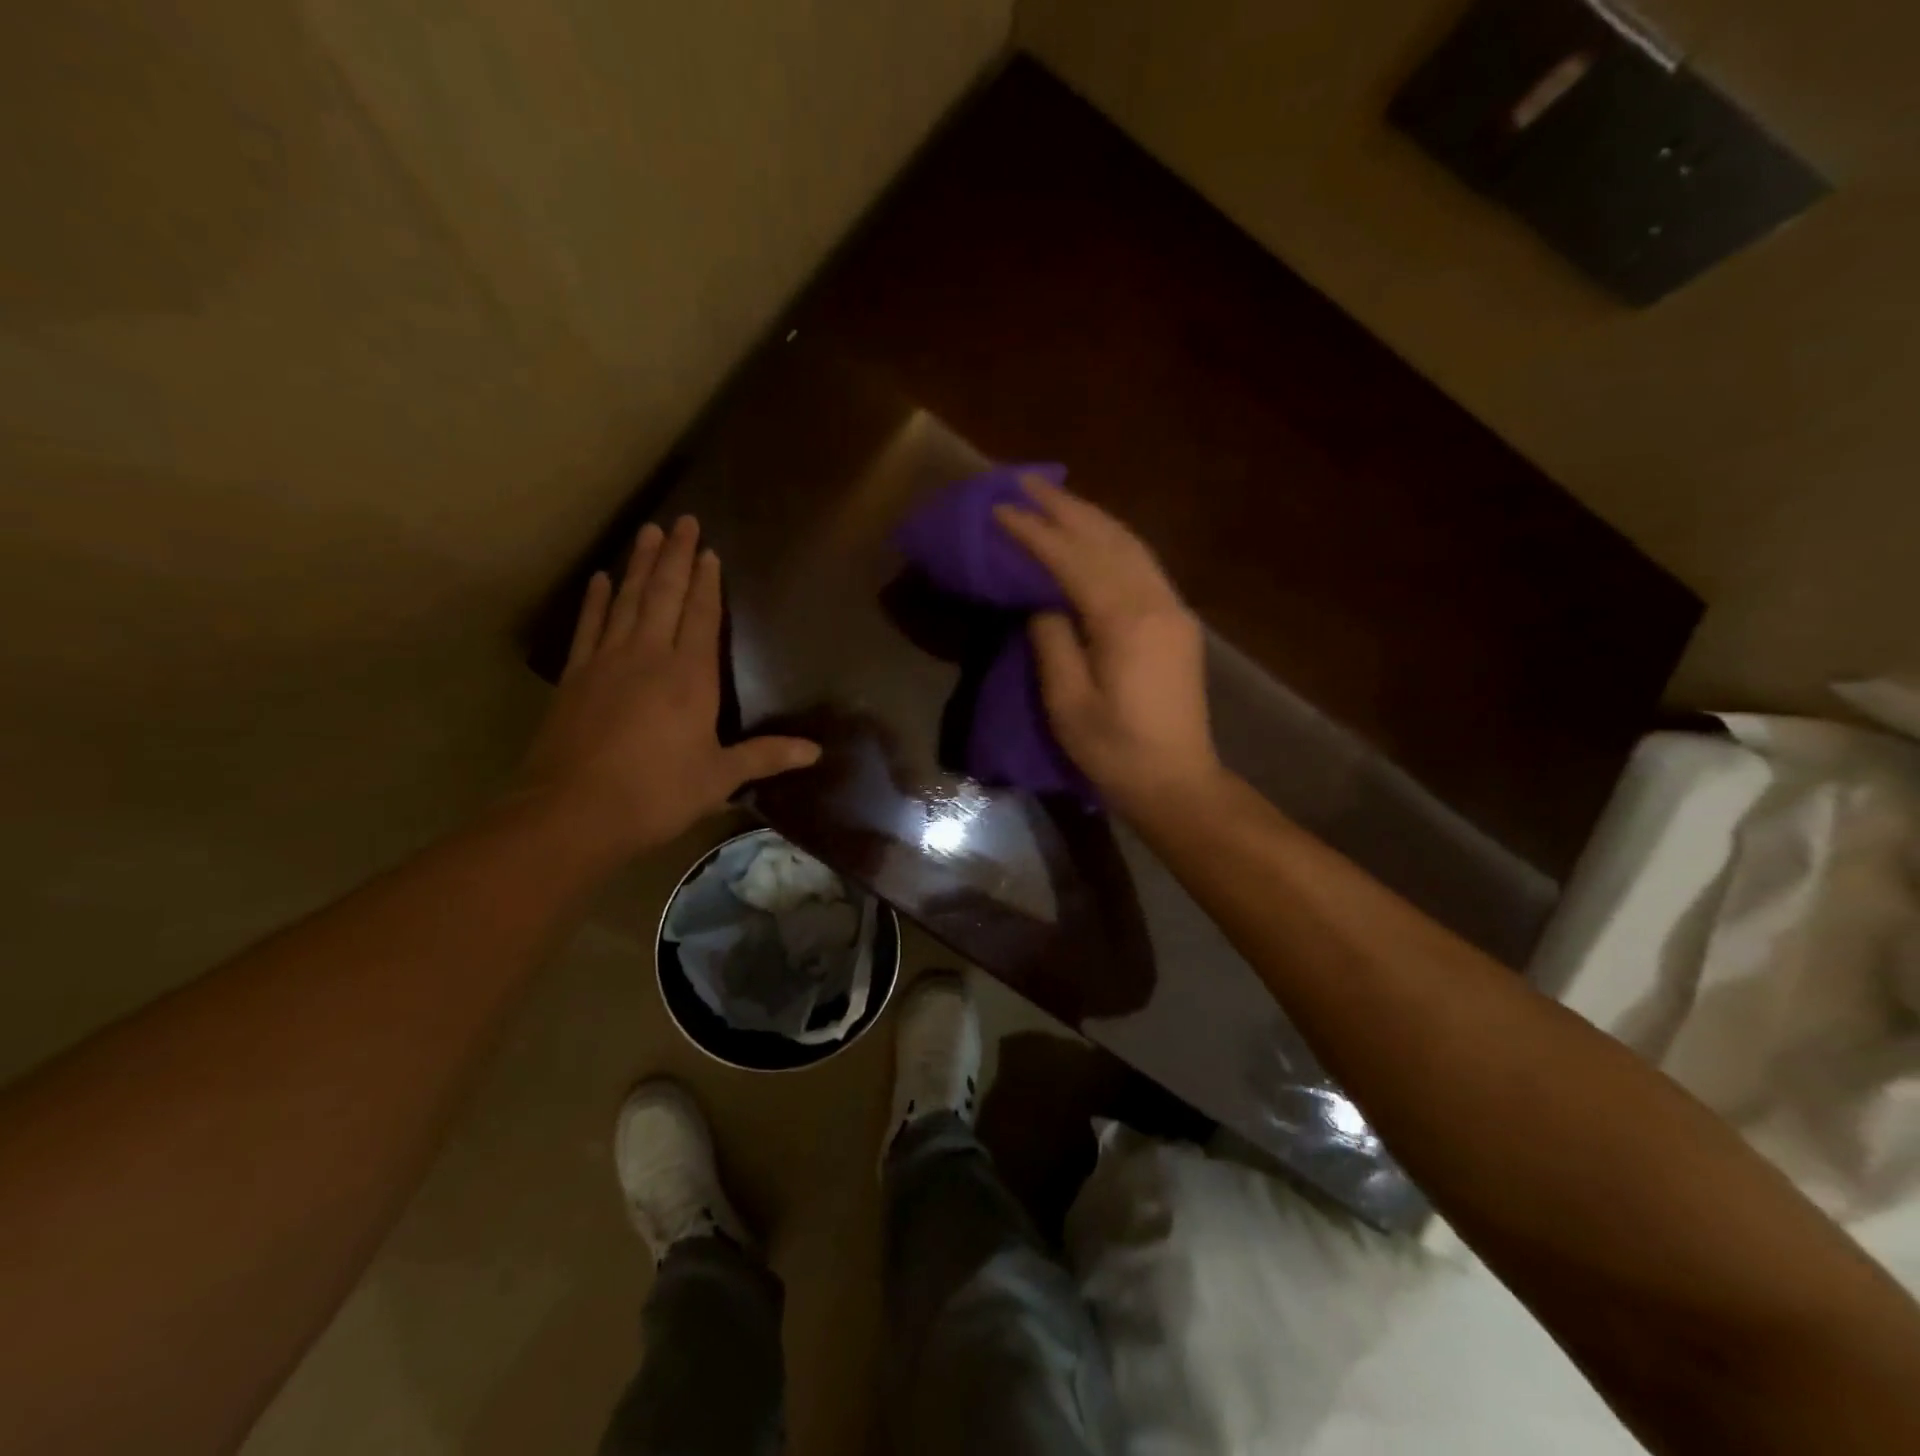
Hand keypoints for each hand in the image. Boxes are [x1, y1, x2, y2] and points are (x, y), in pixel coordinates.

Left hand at [516, 517, 819, 857]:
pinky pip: (590, 627)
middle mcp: (650, 657)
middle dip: (675, 556)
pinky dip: (596, 601)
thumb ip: (765, 757)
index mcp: (690, 677)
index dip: (707, 583)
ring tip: (647, 532)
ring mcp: (608, 662)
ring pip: (628, 601)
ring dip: (639, 565)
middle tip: (681, 520)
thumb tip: (815, 752)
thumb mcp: (719, 778)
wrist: (574, 811)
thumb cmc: (657, 793)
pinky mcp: (576, 677)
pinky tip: (600, 579)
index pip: (702, 617)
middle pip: (665, 595)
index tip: (709, 551)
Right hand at [993, 478, 1221, 817]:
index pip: (1073, 559)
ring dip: (1091, 517)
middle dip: (1065, 507)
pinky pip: (1142, 564)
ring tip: (1055, 498)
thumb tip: (1044, 603)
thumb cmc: (1115, 750)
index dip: (1035, 531)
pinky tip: (1095, 536)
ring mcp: (1172, 609)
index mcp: (1126, 621)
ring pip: (1130, 545)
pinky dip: (1113, 540)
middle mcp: (1156, 602)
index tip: (1000, 507)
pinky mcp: (1177, 622)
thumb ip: (1053, 641)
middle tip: (1025, 482)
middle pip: (1107, 538)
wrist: (1177, 781)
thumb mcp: (1068, 703)